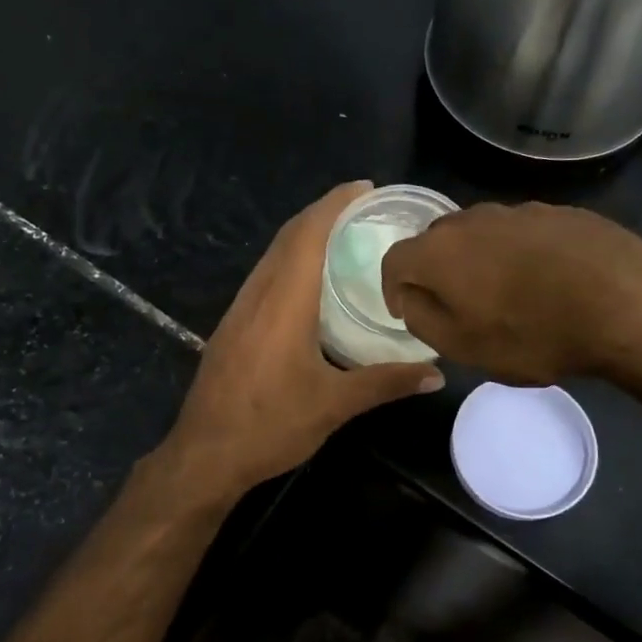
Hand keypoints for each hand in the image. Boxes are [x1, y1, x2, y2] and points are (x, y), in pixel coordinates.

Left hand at [161, 183, 444, 499]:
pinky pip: (264, 277)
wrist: (204, 454)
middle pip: (288, 237)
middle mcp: (258, 295)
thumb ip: (386, 382)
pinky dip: (289, 262)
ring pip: (272, 256)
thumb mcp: (334, 404)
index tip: (364, 187)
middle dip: (322, 214)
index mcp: (283, 302)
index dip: (334, 204)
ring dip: (303, 236)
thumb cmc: (270, 425)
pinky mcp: (232, 327)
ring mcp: (239, 310)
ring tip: (342, 237)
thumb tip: (437, 373)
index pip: (307, 234)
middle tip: (363, 208)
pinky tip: (309, 283)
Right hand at [380, 201, 641, 412]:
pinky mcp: (557, 212)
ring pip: (480, 234)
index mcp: (438, 250)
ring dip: (478, 261)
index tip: (408, 311)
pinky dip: (518, 255)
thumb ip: (422, 319)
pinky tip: (545, 282)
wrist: (627, 302)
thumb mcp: (463, 346)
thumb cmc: (534, 333)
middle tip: (455, 305)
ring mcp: (517, 210)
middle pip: (435, 241)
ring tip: (504, 294)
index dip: (393, 288)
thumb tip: (410, 298)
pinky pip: (520, 233)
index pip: (394, 260)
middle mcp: (470, 219)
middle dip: (435, 271)